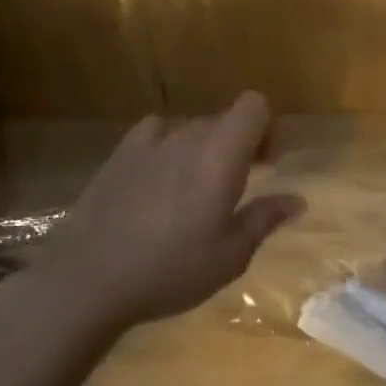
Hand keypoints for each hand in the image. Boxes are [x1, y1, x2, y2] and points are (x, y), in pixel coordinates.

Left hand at [31, 92, 303, 331]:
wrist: (88, 279)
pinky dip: (167, 146)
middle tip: (239, 184)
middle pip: (223, 119)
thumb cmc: (169, 271)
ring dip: (203, 147)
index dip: (266, 127)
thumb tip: (297, 200)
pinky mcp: (119, 154)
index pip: (253, 105)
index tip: (267, 163)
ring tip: (195, 188)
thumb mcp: (228, 257)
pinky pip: (155, 133)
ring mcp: (149, 143)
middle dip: (239, 142)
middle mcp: (187, 138)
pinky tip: (158, 180)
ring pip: (190, 128)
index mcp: (220, 157)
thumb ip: (264, 219)